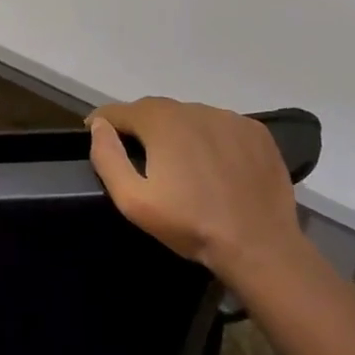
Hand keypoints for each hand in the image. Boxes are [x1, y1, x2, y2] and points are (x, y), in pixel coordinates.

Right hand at [88, 98, 300, 286]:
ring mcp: (229, 118)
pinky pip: (221, 127)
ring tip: (179, 162)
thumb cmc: (190, 225)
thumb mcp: (134, 201)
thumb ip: (108, 158)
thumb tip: (99, 126)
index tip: (95, 136)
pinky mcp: (255, 132)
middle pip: (155, 110)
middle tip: (138, 154)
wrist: (259, 246)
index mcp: (161, 121)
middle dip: (141, 127)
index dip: (103, 122)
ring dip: (177, 132)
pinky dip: (210, 138)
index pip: (120, 110)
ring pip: (189, 117)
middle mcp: (194, 109)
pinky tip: (214, 165)